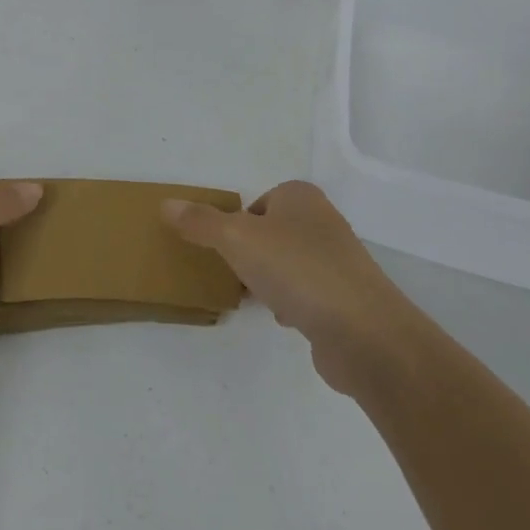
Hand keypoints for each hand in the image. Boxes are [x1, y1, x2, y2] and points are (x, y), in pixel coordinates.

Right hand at [163, 181, 406, 393]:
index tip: (224, 248)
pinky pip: (305, 293)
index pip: (258, 202)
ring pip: (287, 264)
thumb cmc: (297, 270)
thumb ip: (200, 222)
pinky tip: (284, 318)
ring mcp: (338, 261)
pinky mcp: (345, 299)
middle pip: (271, 233)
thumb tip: (166, 204)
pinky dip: (291, 304)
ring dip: (269, 280)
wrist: (363, 332)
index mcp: (300, 197)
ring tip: (255, 298)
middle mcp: (322, 222)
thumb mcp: (237, 238)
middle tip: (232, 272)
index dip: (238, 224)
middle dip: (250, 254)